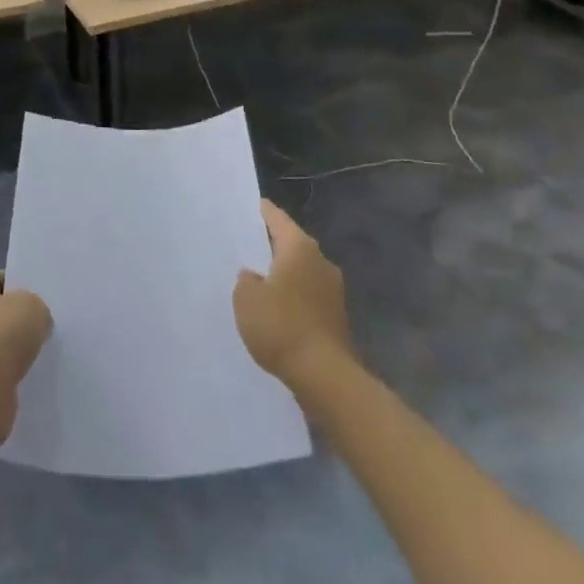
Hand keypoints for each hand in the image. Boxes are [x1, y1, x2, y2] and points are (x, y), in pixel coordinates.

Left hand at [0, 270, 51, 444]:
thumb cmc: (5, 334)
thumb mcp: (33, 306)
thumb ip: (36, 306)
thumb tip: (33, 319)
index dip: (20, 285)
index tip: (40, 298)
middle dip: (20, 317)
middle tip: (45, 323)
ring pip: (1, 339)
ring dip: (18, 345)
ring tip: (42, 349)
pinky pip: (1, 365)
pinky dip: (15, 368)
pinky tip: (32, 371)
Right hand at [234, 200, 354, 392]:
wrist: (326, 377)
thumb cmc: (282, 326)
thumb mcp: (246, 298)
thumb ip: (246, 280)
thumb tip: (255, 276)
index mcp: (299, 247)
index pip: (277, 218)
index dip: (262, 212)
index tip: (250, 206)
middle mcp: (321, 261)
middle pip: (292, 244)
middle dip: (272, 245)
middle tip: (247, 244)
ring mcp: (333, 290)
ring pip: (301, 271)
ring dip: (284, 274)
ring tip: (258, 280)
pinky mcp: (336, 317)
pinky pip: (307, 296)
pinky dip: (293, 298)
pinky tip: (276, 310)